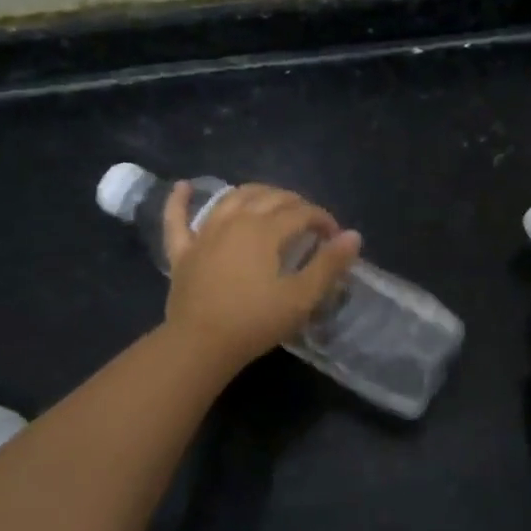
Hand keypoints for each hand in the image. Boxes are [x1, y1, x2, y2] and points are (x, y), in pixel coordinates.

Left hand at [162, 182, 362, 371]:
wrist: (200, 344)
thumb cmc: (255, 321)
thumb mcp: (301, 297)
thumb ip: (329, 264)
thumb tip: (353, 235)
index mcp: (266, 229)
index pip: (302, 212)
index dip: (323, 219)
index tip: (334, 237)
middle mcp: (235, 220)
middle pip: (269, 198)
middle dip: (295, 203)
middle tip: (309, 221)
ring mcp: (205, 233)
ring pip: (232, 198)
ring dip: (255, 193)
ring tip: (270, 200)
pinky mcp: (183, 251)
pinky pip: (177, 218)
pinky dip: (180, 200)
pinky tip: (184, 186)